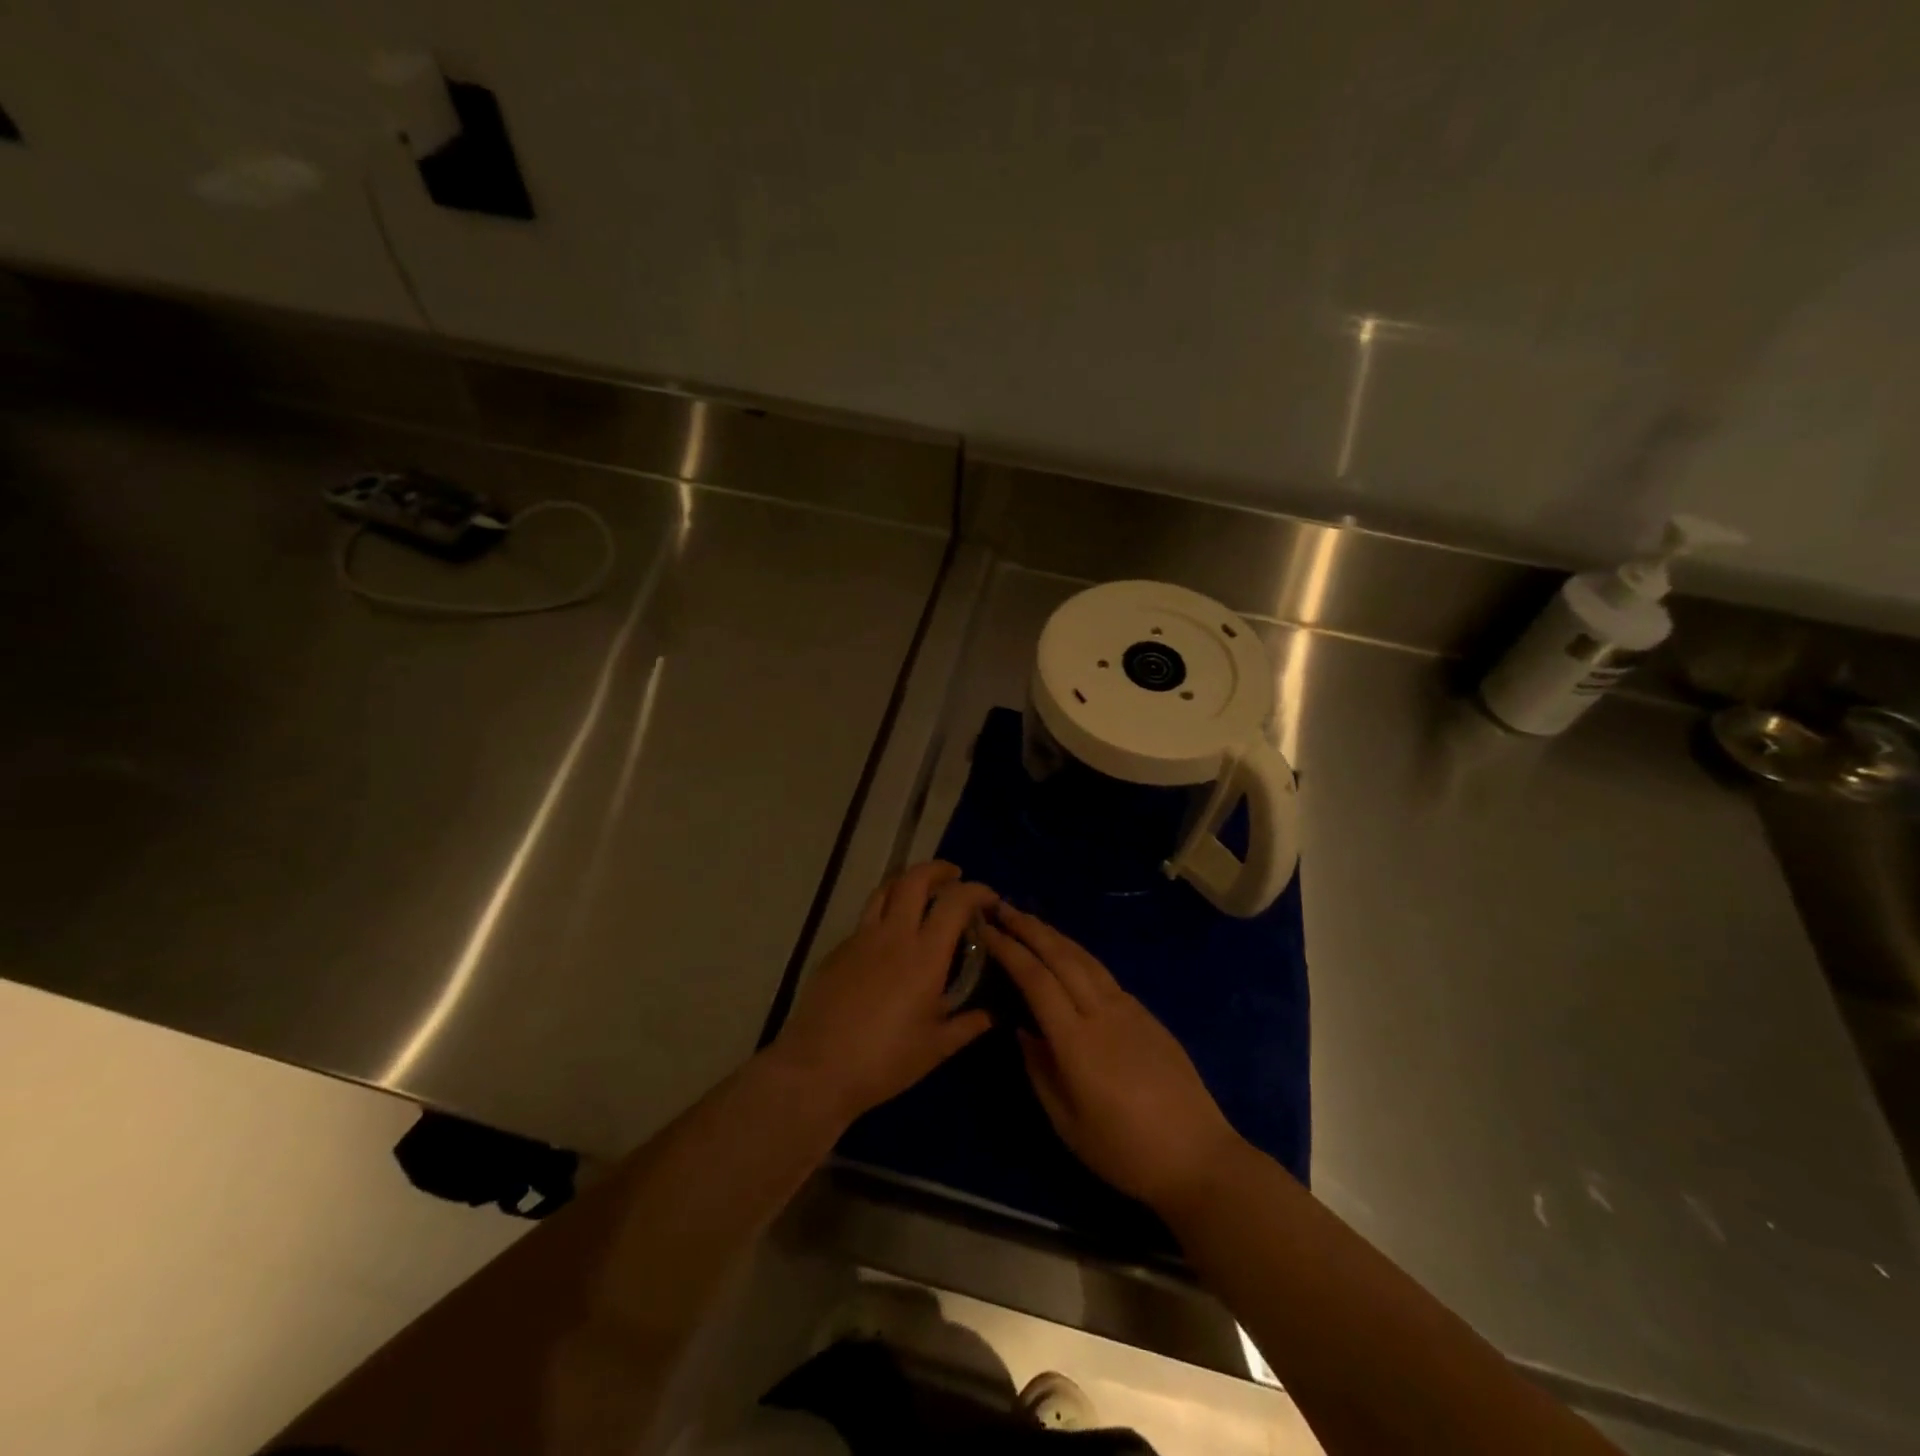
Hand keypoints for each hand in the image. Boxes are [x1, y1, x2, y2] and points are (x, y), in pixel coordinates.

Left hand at [772, 862, 997, 1123]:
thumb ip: (967, 1026)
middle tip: (954, 876)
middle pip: (914, 879)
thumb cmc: (884, 1061)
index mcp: (925, 955)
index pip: (955, 902)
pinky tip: (888, 940)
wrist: (817, 1068)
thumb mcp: (935, 1048)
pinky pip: (866, 919)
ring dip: (907, 882)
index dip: (976, 891)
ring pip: (885, 890)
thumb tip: (990, 1015)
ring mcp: (861, 939)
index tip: (989, 899)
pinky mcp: (837, 950)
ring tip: (920, 893)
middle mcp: (893, 935)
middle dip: (938, 869)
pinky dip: (884, 914)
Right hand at [981, 905, 1243, 1212]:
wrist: (1198, 1157)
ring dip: (1055, 935)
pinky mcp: (1148, 1015)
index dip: (1010, 951)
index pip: (1036, 981)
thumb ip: (1040, 1071)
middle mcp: (1103, 1013)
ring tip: (1030, 921)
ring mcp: (1130, 1010)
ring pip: (1087, 959)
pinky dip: (1080, 956)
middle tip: (1002, 908)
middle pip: (1062, 957)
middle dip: (1030, 928)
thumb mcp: (1067, 1124)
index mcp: (1077, 1041)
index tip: (988, 931)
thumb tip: (1023, 1030)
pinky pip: (1106, 975)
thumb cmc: (1125, 1152)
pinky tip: (1069, 956)